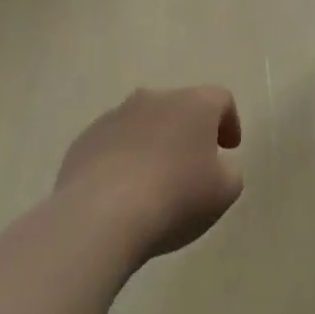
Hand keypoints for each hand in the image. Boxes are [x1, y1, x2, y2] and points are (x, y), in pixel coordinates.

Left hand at [57, 87, 243, 262]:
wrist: (100, 215)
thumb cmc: (175, 198)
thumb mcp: (225, 191)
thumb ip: (229, 171)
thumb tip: (217, 164)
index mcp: (193, 104)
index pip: (220, 99)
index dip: (229, 122)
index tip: (229, 149)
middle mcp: (154, 99)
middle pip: (179, 107)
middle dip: (188, 132)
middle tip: (193, 167)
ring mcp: (114, 116)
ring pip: (143, 124)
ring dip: (153, 144)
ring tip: (155, 183)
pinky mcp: (85, 139)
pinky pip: (114, 144)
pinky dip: (123, 160)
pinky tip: (123, 193)